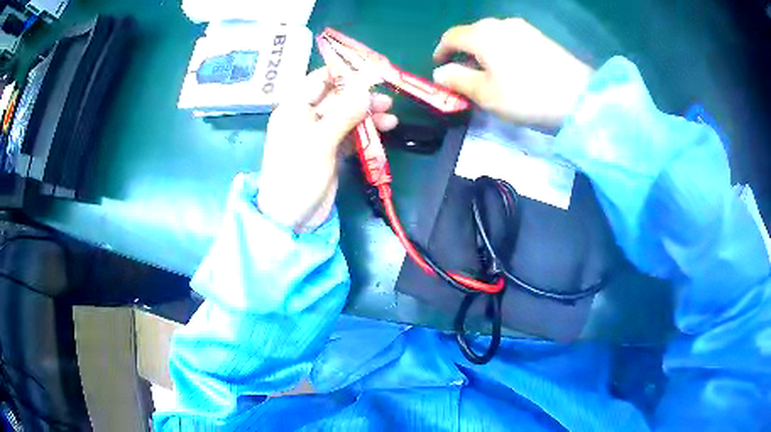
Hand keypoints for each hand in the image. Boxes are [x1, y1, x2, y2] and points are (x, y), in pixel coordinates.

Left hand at [257, 68, 397, 231]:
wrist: (291, 218)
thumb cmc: (297, 176)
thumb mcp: (319, 143)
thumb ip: (343, 115)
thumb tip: (365, 91)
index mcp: (294, 109)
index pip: (318, 80)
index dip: (342, 74)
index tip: (368, 71)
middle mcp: (306, 117)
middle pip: (336, 97)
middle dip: (360, 96)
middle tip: (385, 98)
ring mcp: (319, 134)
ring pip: (346, 115)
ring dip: (367, 114)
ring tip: (390, 115)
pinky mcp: (331, 150)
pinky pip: (350, 133)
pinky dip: (366, 131)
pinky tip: (386, 128)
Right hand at [433, 18, 592, 126]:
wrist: (579, 96)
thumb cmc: (527, 97)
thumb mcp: (486, 94)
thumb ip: (458, 80)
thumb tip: (440, 72)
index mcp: (482, 35)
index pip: (451, 36)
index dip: (441, 51)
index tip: (439, 67)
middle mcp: (499, 24)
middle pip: (472, 32)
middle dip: (462, 49)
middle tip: (463, 70)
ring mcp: (522, 27)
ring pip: (492, 33)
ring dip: (482, 48)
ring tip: (487, 69)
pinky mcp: (539, 36)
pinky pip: (510, 37)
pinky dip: (501, 48)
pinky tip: (509, 65)